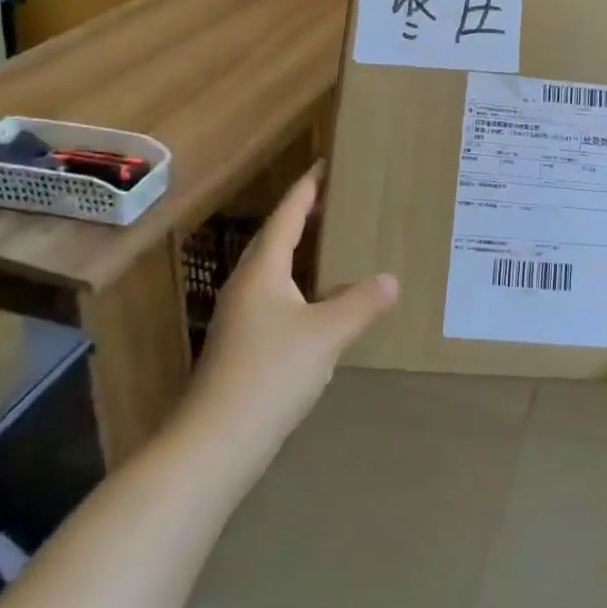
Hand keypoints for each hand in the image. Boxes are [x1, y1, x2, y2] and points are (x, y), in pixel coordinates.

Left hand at [186, 164, 398, 474]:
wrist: (216, 444)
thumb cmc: (270, 373)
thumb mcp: (325, 334)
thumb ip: (360, 303)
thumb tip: (391, 279)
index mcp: (263, 270)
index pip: (287, 216)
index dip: (306, 189)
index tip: (324, 164)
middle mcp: (248, 286)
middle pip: (276, 239)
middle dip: (303, 216)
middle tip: (335, 198)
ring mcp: (243, 318)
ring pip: (276, 272)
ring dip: (302, 253)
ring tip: (333, 243)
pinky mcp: (245, 346)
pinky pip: (279, 299)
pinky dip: (302, 287)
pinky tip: (322, 304)